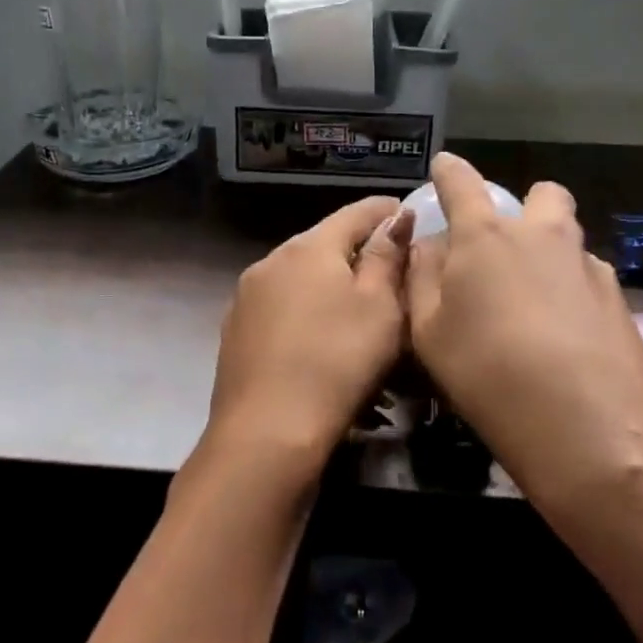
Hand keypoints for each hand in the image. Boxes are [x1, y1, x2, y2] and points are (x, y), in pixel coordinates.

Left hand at [189, 196, 415, 491]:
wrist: (266, 432)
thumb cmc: (337, 363)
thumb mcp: (380, 308)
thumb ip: (387, 257)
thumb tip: (396, 218)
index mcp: (309, 247)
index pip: (354, 213)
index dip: (385, 210)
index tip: (407, 212)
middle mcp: (272, 260)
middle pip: (323, 243)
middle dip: (356, 248)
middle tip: (389, 265)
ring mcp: (247, 296)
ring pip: (299, 275)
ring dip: (328, 281)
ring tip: (355, 304)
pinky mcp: (235, 330)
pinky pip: (281, 305)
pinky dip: (304, 308)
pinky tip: (318, 335)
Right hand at [405, 153, 642, 522]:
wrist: (594, 429)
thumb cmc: (489, 373)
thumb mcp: (429, 332)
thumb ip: (422, 278)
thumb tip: (429, 246)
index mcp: (486, 237)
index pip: (462, 183)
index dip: (449, 171)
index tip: (444, 166)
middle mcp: (542, 236)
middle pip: (540, 195)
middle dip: (523, 209)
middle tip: (503, 249)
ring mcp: (588, 266)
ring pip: (568, 237)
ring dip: (549, 252)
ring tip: (532, 304)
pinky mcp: (621, 301)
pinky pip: (587, 278)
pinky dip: (571, 292)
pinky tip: (564, 337)